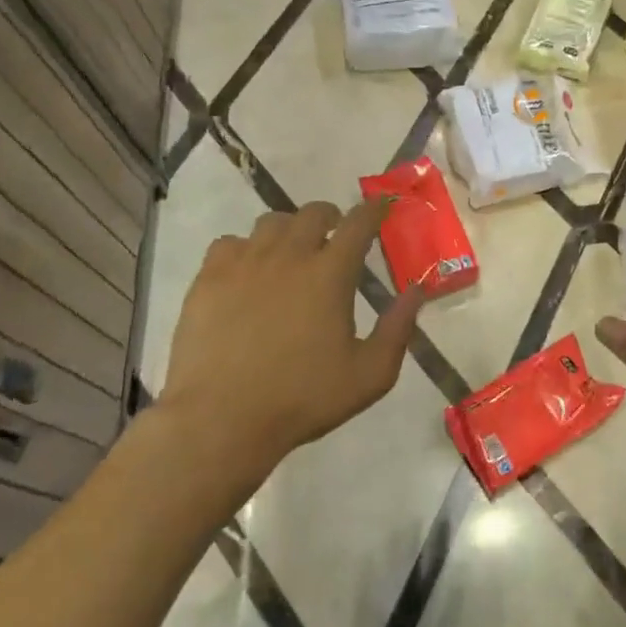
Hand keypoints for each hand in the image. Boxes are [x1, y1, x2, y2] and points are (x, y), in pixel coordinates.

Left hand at [159, 200, 421, 476]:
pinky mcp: (208, 278)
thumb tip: (417, 289)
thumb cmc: (303, 398)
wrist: (221, 420)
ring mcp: (244, 263)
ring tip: (291, 252)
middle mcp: (289, 255)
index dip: (373, 210)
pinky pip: (229, 243)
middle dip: (331, 217)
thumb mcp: (370, 374)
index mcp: (331, 273)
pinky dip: (245, 249)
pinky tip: (247, 273)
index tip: (381, 206)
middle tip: (335, 236)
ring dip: (289, 230)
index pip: (359, 223)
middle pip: (313, 213)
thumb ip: (399, 327)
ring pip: (270, 222)